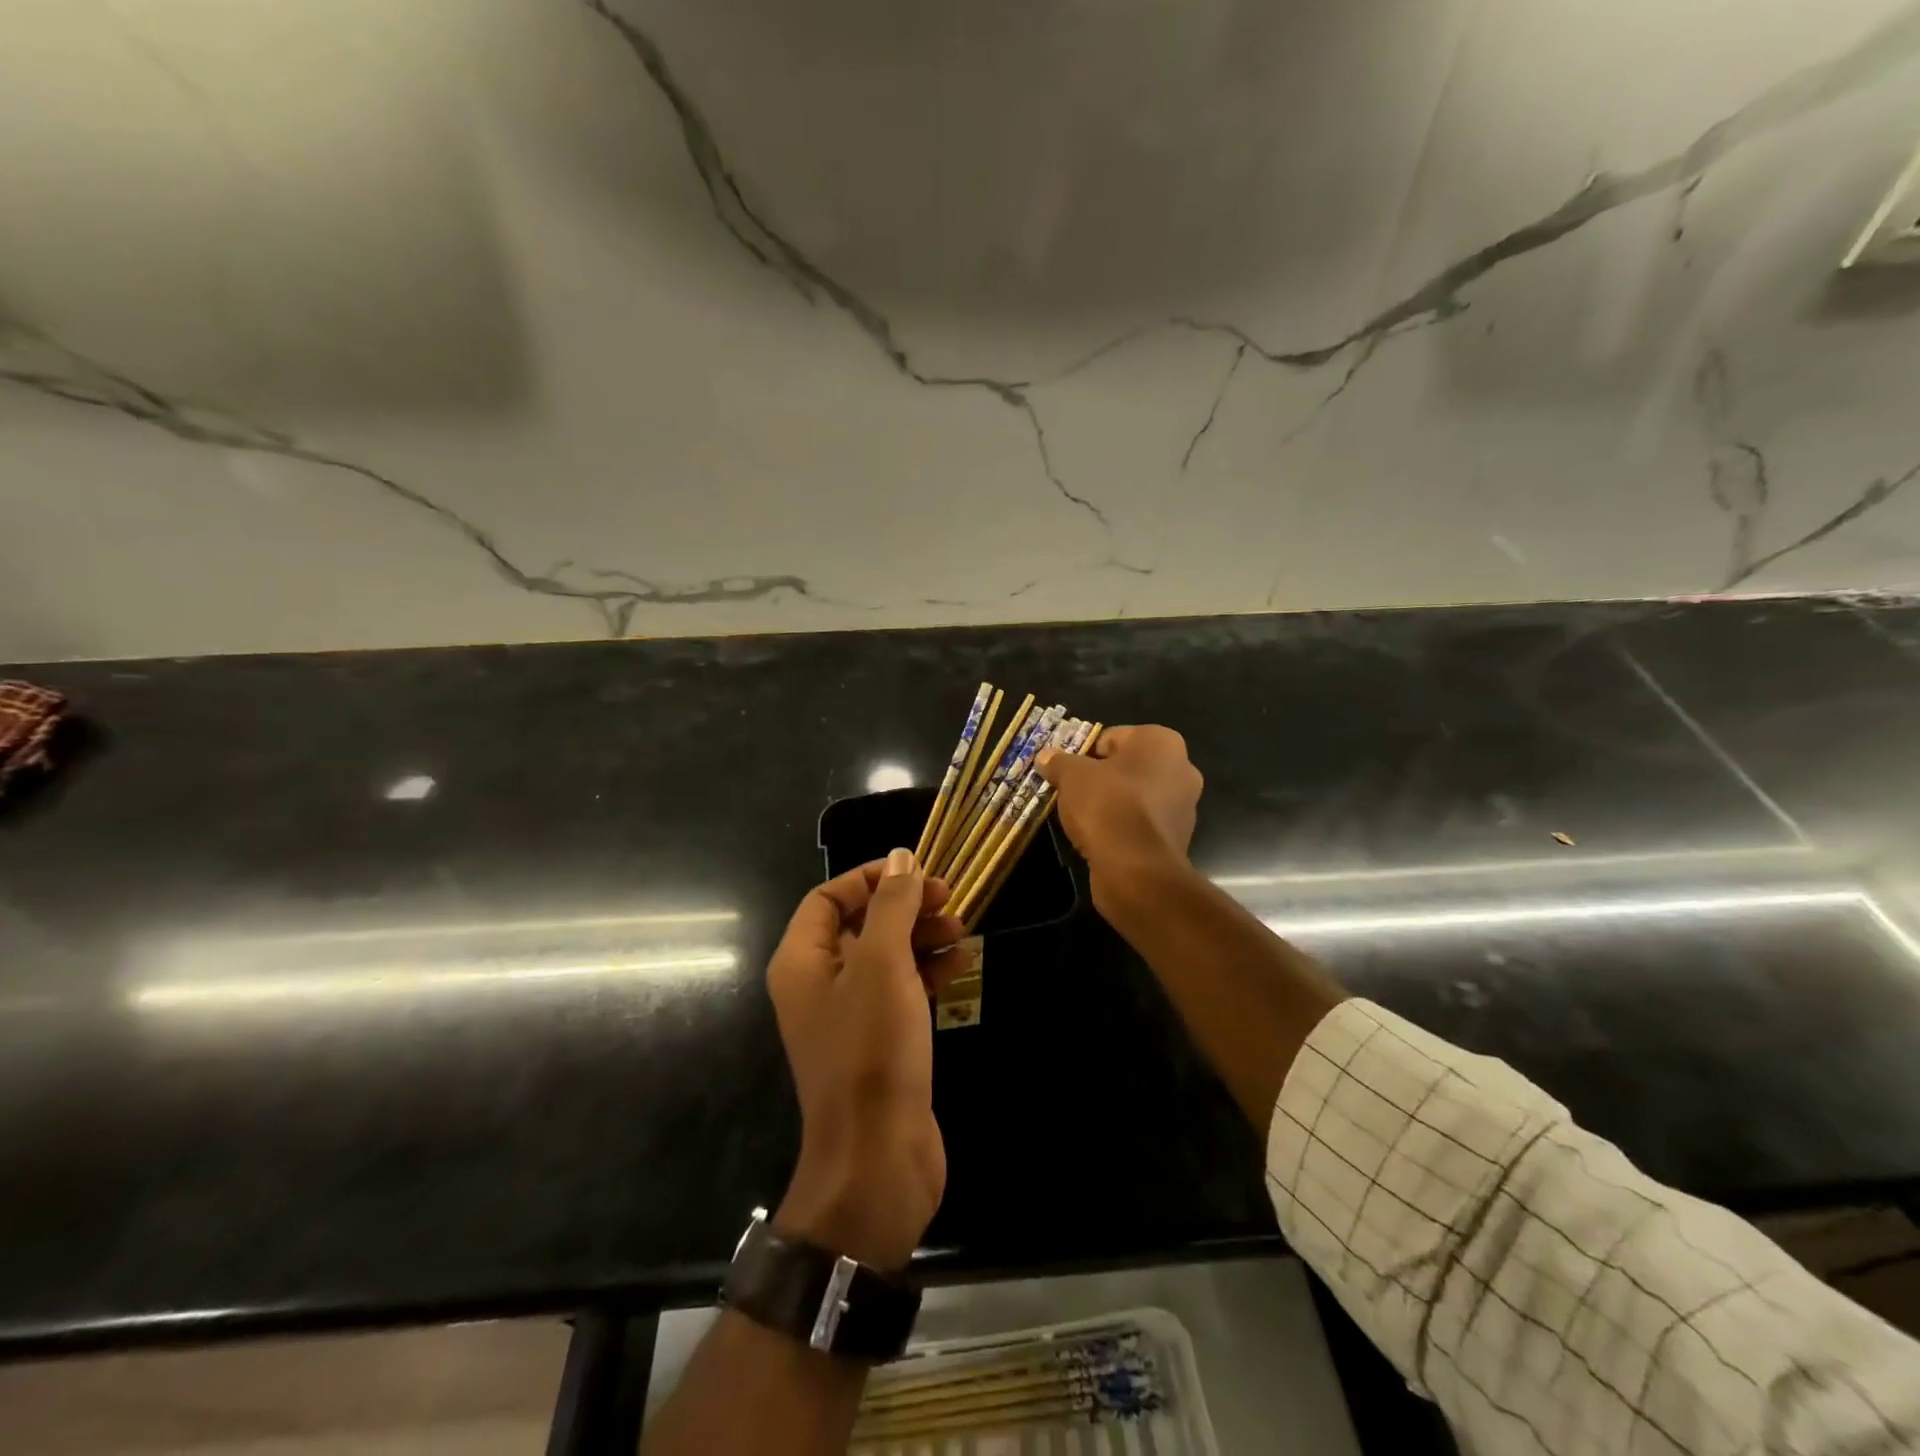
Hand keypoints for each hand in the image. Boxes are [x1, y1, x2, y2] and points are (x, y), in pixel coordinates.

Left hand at [767, 849, 964, 1270]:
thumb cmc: (872, 1048)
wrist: (879, 1157)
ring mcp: (849, 1016)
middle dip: (904, 906)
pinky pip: (901, 990)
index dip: (869, 878)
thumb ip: (891, 906)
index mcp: (801, 961)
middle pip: (859, 924)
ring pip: (885, 956)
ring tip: (962, 928)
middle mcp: (818, 984)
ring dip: (922, 936)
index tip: (916, 872)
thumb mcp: (882, 963)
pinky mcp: (880, 1042)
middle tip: (950, 898)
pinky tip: (962, 962)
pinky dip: (928, 971)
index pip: (827, 898)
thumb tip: (900, 858)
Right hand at [1037, 725, 1202, 893]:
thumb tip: (1045, 756)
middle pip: (1125, 766)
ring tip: (1083, 818)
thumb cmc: (1107, 806)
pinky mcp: (1176, 838)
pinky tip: (1100, 838)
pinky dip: (1122, 826)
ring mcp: (1183, 806)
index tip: (1066, 772)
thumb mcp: (1071, 776)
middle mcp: (1181, 768)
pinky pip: (1140, 822)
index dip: (1084, 753)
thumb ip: (1058, 762)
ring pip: (1134, 795)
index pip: (1112, 737)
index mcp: (1162, 742)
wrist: (1136, 870)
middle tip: (1071, 792)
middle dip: (1099, 777)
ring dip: (1111, 803)